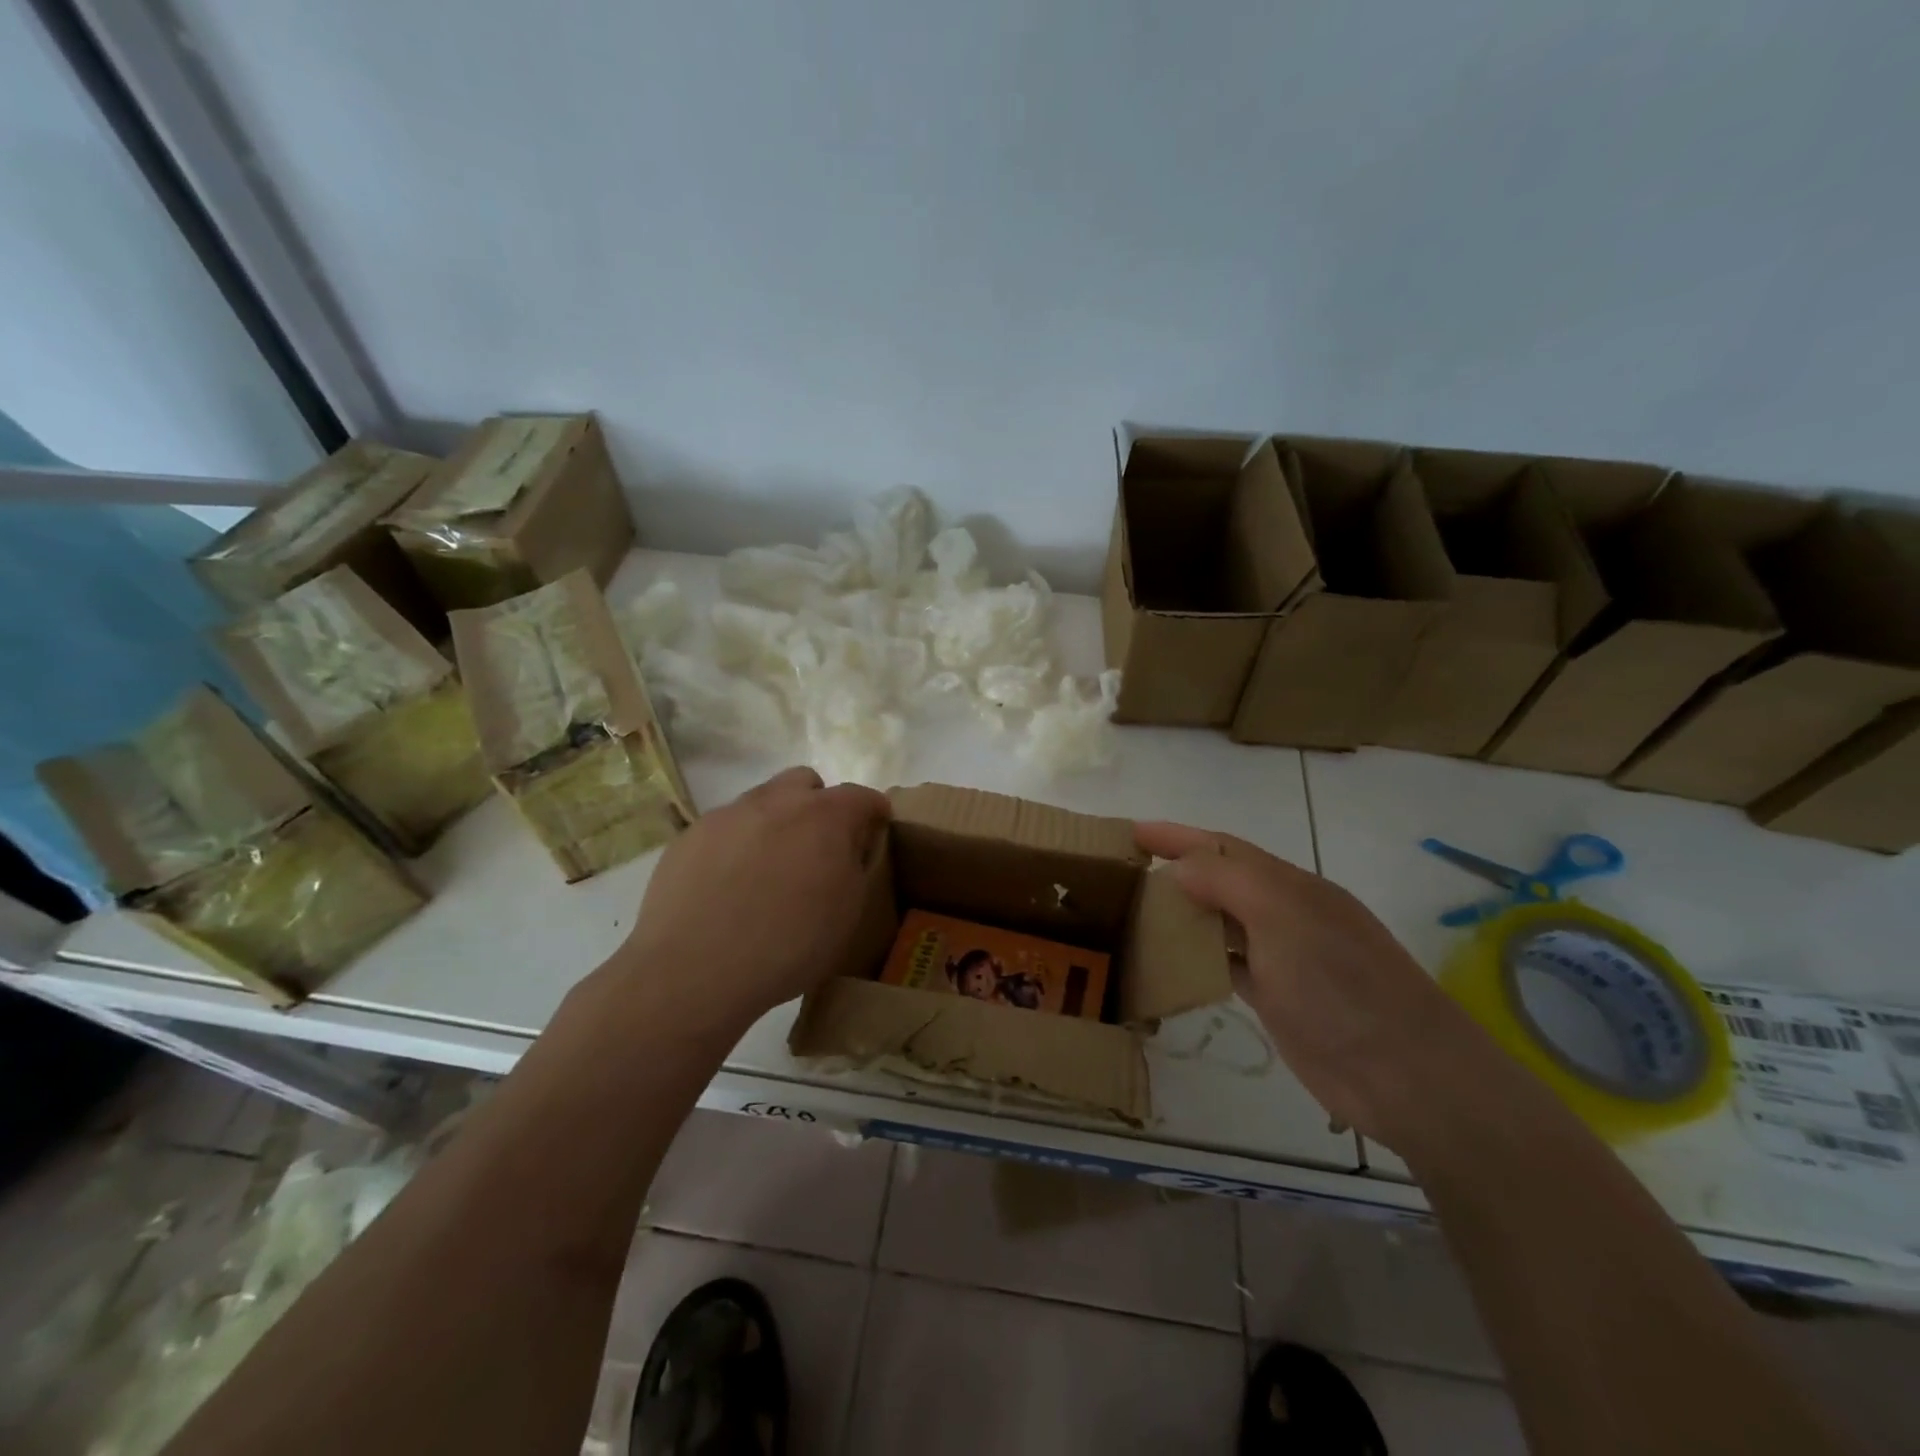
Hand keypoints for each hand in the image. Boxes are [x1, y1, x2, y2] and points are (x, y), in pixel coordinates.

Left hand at [615, 767, 890, 1029]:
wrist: (693, 969)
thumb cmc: (788, 945)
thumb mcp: (847, 913)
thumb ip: (855, 866)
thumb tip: (849, 847)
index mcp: (825, 816)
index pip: (862, 796)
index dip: (874, 813)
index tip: (874, 832)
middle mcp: (777, 801)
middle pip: (807, 783)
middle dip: (819, 805)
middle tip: (817, 849)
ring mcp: (729, 814)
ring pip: (762, 801)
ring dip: (775, 823)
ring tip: (768, 870)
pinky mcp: (690, 835)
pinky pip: (725, 828)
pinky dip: (736, 845)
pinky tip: (728, 886)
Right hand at [1136, 821, 1530, 1155]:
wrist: (1407, 1075)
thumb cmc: (1342, 985)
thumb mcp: (1283, 917)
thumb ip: (1229, 881)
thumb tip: (1179, 867)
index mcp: (1290, 885)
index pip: (1223, 847)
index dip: (1177, 836)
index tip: (1130, 832)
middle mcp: (1285, 914)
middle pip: (1220, 881)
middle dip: (1175, 870)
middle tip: (1123, 874)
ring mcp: (1283, 958)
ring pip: (1220, 923)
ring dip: (1182, 915)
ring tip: (1135, 913)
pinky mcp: (1279, 999)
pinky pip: (1226, 965)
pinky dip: (1197, 959)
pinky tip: (1171, 963)